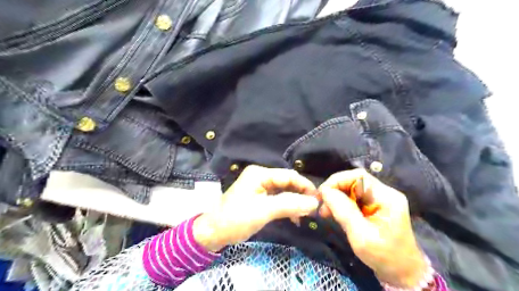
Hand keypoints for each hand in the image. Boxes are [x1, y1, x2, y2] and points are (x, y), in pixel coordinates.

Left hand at [192, 166, 318, 251]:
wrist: (213, 232)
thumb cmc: (236, 219)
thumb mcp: (264, 211)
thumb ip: (290, 204)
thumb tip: (314, 203)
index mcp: (260, 174)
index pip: (289, 176)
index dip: (305, 186)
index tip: (318, 200)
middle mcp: (261, 177)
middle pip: (287, 183)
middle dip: (301, 195)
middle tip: (313, 210)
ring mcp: (260, 187)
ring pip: (284, 192)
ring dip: (295, 202)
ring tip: (305, 215)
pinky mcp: (259, 198)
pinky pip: (278, 199)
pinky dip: (287, 207)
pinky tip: (294, 217)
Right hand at [320, 169, 425, 286]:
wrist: (402, 272)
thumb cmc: (384, 257)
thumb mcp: (361, 237)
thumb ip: (344, 211)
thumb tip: (326, 191)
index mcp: (387, 198)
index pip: (359, 176)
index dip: (338, 180)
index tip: (323, 194)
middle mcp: (385, 193)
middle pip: (355, 180)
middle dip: (335, 190)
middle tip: (322, 205)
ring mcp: (380, 199)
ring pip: (352, 189)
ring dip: (336, 197)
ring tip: (325, 211)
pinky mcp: (375, 206)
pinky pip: (354, 198)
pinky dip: (341, 203)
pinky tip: (334, 213)